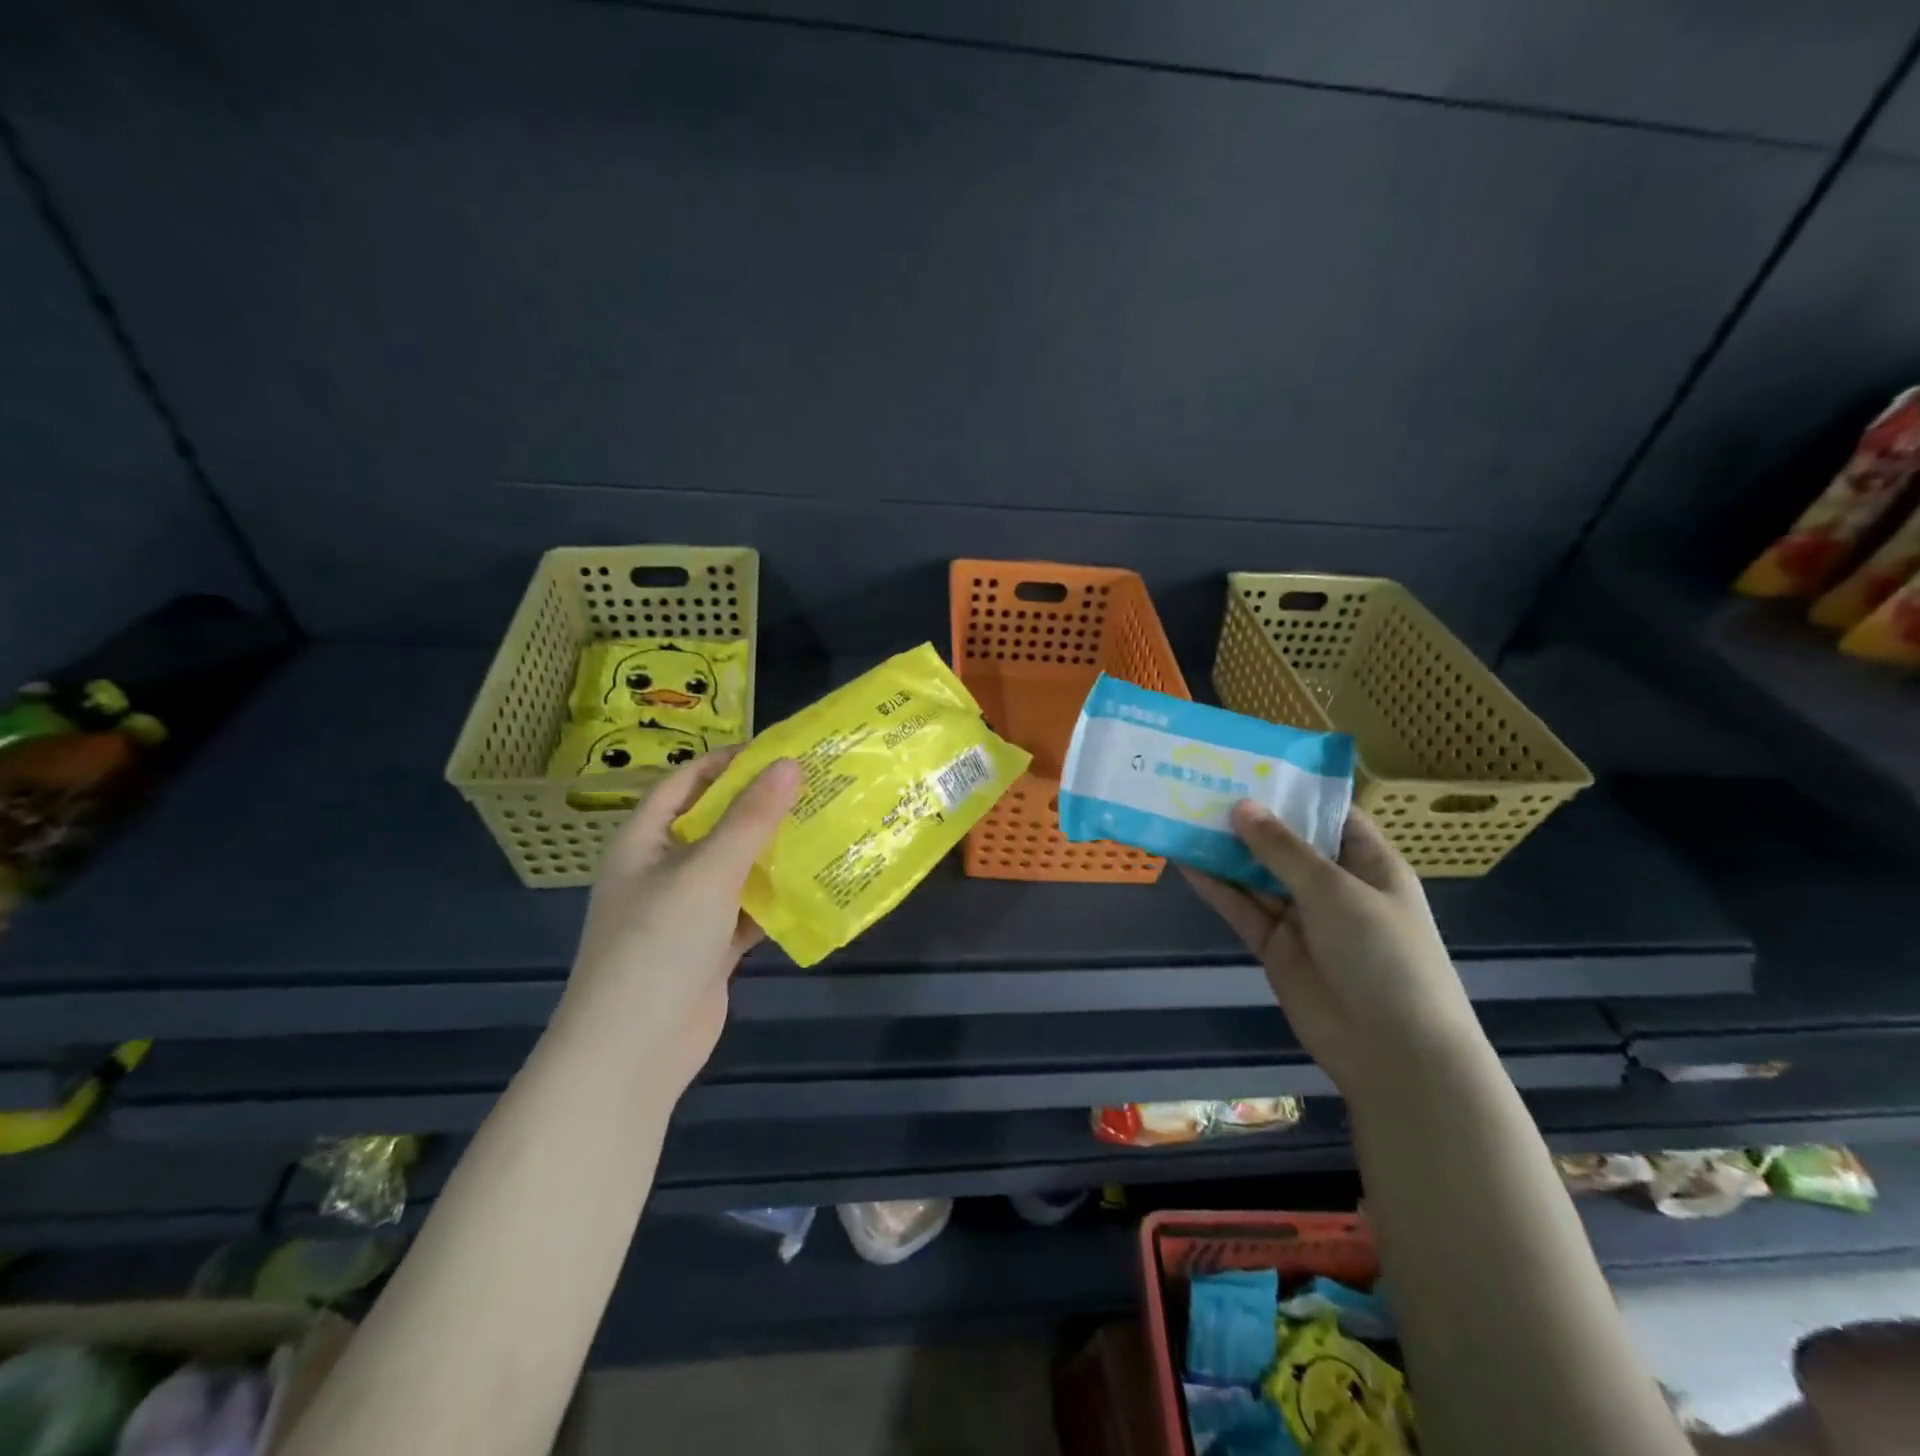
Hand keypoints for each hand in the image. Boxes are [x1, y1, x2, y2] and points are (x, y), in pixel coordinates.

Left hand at [557, 749, 801, 1097]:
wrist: (634, 1050)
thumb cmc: (659, 944)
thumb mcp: (707, 871)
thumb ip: (750, 819)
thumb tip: (788, 763)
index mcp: (643, 842)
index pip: (683, 784)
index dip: (724, 763)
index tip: (776, 752)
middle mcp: (661, 872)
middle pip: (713, 825)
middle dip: (759, 807)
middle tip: (813, 787)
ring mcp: (685, 913)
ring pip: (734, 869)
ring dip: (772, 853)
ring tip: (823, 827)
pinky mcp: (709, 947)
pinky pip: (746, 910)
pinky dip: (774, 898)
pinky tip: (814, 885)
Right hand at [1183, 804, 1488, 1099]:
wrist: (1392, 1051)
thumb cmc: (1382, 955)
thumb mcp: (1335, 891)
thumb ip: (1282, 850)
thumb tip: (1240, 806)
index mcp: (1367, 863)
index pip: (1329, 814)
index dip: (1293, 790)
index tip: (1250, 764)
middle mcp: (1333, 885)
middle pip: (1285, 842)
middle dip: (1249, 818)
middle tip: (1201, 784)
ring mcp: (1302, 917)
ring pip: (1256, 874)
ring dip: (1224, 851)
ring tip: (1182, 815)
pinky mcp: (1274, 945)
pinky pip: (1241, 908)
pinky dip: (1215, 888)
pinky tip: (1185, 862)